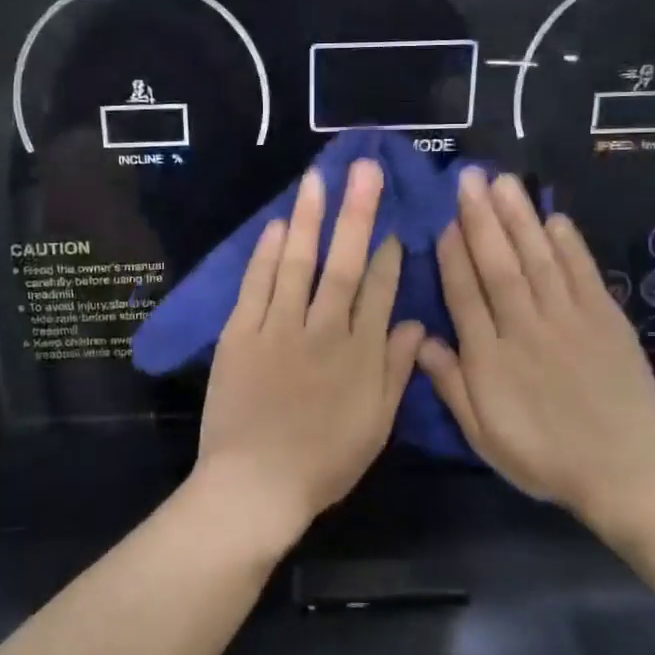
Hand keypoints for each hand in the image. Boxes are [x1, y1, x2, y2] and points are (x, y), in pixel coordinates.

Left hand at [194, 160, 424, 550]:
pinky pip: (256, 285)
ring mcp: (279, 328)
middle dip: (357, 213)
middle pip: (344, 263)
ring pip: (299, 263)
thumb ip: (396, 371)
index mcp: (360, 354)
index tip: (393, 224)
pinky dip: (267, 254)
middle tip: (365, 169)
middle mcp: (324, 330)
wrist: (255, 485)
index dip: (387, 255)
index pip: (379, 291)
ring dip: (311, 219)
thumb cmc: (323, 462)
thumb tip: (414, 323)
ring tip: (319, 178)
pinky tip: (279, 225)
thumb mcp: (376, 425)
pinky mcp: (241, 333)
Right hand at [416, 169, 654, 533]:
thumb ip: (451, 385)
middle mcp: (526, 330)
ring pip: (538, 260)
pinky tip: (554, 218)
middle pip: (499, 266)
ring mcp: (570, 321)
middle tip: (469, 178)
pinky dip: (569, 245)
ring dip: (519, 218)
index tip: (444, 219)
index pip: (465, 295)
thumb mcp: (483, 436)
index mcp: (492, 359)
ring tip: (503, 182)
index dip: (453, 255)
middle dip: (482, 219)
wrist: (626, 475)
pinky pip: (583, 275)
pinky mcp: (607, 321)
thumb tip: (419, 338)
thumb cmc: (544, 457)